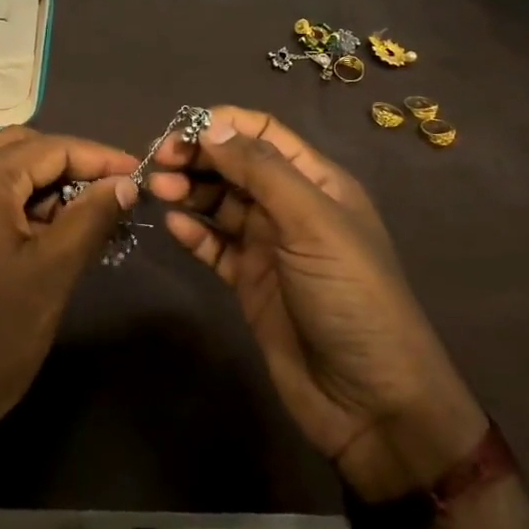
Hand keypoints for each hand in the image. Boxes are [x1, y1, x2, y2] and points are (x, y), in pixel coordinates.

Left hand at [0, 127, 137, 461]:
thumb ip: (91, 218)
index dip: (100, 158)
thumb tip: (125, 182)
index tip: (140, 175)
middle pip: (21, 149)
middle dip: (70, 165)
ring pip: (0, 173)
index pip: (51, 147)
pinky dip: (17, 205)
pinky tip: (46, 235)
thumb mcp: (51, 273)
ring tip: (85, 217)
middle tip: (110, 194)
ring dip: (44, 186)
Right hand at [148, 107, 484, 500]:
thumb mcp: (312, 222)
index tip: (179, 132)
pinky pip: (214, 246)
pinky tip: (173, 227)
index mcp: (316, 182)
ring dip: (190, 191)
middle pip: (235, 165)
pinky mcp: (250, 282)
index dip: (221, 125)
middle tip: (158, 164)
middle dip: (197, 157)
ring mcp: (269, 246)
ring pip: (220, 203)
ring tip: (159, 191)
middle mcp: (290, 207)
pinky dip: (193, 233)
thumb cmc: (350, 296)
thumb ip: (261, 170)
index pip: (263, 133)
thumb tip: (211, 126)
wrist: (370, 402)